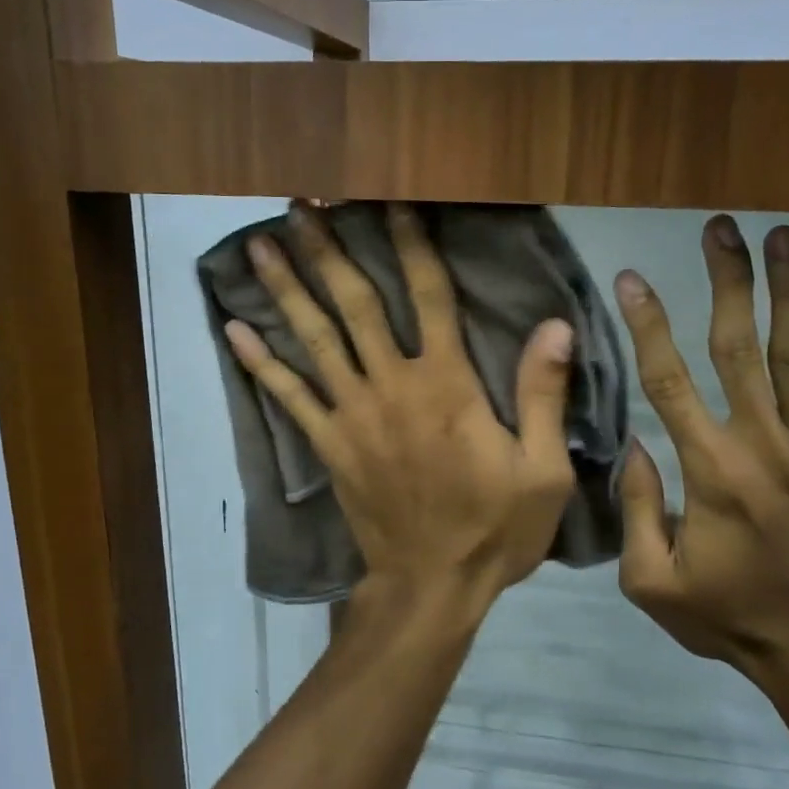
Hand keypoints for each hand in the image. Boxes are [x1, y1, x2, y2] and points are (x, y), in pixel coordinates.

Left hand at [224, 202, 577, 623]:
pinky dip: (261, 362)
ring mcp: (353, 414)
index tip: (392, 202)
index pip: (430, 296)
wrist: (432, 586)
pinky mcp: (329, 444)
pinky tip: (235, 330)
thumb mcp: (542, 469)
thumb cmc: (494, 529)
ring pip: (315, 339)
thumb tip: (554, 325)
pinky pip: (289, 396)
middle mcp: (393, 385)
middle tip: (301, 204)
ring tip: (260, 245)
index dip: (411, 244)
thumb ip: (542, 394)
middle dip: (329, 250)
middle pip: (356, 304)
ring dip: (288, 289)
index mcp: (447, 384)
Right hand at [612, 215, 788, 683]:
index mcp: (709, 471)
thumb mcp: (649, 579)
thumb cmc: (724, 614)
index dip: (648, 325)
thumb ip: (638, 506)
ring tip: (784, 237)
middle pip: (738, 348)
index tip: (632, 279)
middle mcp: (763, 445)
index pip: (669, 381)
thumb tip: (636, 442)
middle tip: (720, 228)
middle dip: (726, 282)